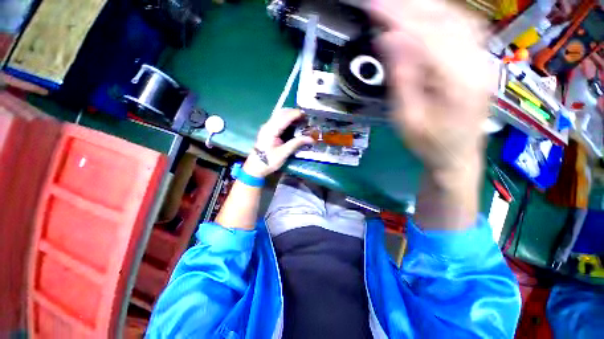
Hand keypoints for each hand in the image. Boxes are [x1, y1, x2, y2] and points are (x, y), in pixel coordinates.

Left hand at [243, 109, 314, 177]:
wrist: (255, 167)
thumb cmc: (269, 161)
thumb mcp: (284, 153)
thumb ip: (296, 143)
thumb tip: (311, 138)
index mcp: (271, 130)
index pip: (284, 117)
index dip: (296, 114)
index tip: (307, 115)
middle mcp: (268, 125)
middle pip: (281, 113)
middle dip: (294, 113)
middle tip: (306, 117)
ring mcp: (267, 127)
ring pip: (279, 115)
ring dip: (290, 115)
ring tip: (301, 120)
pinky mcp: (268, 130)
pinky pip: (278, 120)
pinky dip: (287, 119)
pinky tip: (293, 124)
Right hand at [371, 0, 493, 173]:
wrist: (456, 155)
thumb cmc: (428, 144)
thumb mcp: (407, 117)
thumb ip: (401, 77)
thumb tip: (388, 40)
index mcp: (457, 80)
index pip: (425, 33)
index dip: (396, 16)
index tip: (373, 6)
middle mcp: (477, 62)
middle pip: (444, 18)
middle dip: (408, 6)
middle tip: (380, 3)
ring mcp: (483, 59)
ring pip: (456, 16)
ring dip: (425, 7)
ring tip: (399, 7)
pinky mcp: (481, 61)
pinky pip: (464, 26)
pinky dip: (441, 14)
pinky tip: (426, 15)